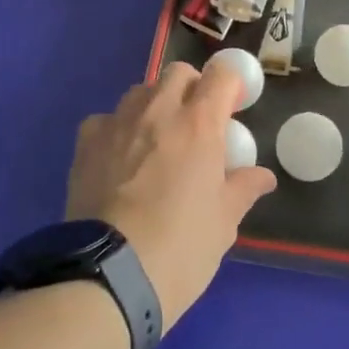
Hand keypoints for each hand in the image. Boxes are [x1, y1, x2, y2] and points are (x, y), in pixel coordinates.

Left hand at [67, 61, 276, 328]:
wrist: (109, 274)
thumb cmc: (180, 248)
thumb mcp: (223, 223)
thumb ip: (243, 190)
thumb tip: (263, 177)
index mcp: (199, 125)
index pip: (221, 76)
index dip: (230, 86)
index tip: (232, 108)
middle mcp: (158, 111)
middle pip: (178, 73)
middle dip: (192, 88)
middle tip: (197, 123)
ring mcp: (117, 123)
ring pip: (140, 92)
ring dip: (155, 105)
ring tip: (157, 140)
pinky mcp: (86, 143)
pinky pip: (106, 119)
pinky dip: (118, 129)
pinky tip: (119, 157)